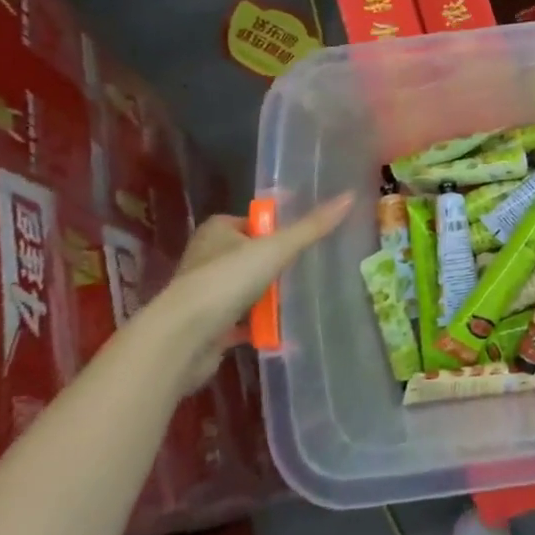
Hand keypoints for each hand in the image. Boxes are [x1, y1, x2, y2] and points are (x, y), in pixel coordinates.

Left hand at [155, 195, 353, 392]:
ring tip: (299, 299)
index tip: (303, 239)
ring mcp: (204, 293)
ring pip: (245, 288)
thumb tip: (350, 196)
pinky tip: (281, 328)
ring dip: (267, 296)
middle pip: (250, 255)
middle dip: (275, 265)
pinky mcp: (207, 325)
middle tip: (307, 269)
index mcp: (217, 231)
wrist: (184, 338)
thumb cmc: (226, 281)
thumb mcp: (276, 248)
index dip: (277, 229)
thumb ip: (312, 227)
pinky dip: (258, 325)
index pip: (253, 221)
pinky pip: (240, 320)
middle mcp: (206, 257)